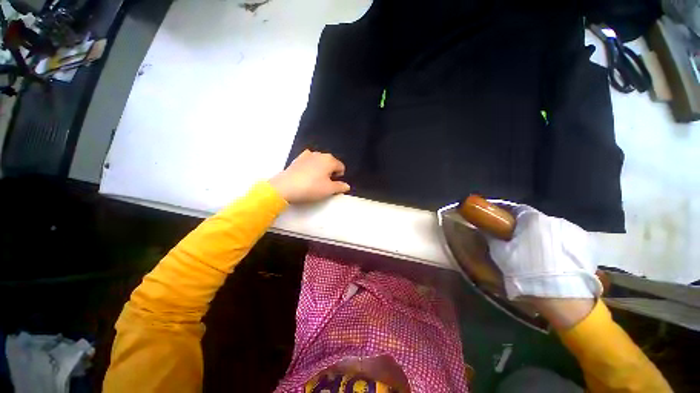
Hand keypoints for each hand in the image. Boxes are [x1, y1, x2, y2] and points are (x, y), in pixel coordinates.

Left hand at [269, 150, 350, 203]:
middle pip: (330, 163)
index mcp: (330, 160)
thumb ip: (340, 187)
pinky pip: (309, 161)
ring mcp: (307, 155)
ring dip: (320, 169)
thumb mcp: (329, 190)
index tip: (334, 185)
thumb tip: (347, 186)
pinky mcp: (297, 159)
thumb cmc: (311, 188)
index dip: (340, 176)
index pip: (341, 167)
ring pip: (319, 161)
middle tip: (325, 184)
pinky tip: (306, 175)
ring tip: (315, 180)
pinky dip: (310, 166)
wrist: (286, 187)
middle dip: (330, 172)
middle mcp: (320, 154)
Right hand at [486, 204, 602, 299]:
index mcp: (532, 219)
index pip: (518, 209)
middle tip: (520, 242)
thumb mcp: (500, 253)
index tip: (503, 224)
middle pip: (537, 220)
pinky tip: (556, 259)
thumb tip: (485, 229)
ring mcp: (575, 231)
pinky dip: (560, 245)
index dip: (509, 215)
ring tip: (540, 253)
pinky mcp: (588, 245)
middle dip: (528, 229)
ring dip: (545, 237)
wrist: (561, 297)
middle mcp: (555, 220)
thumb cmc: (525, 270)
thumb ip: (492, 237)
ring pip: (553, 230)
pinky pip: (568, 239)